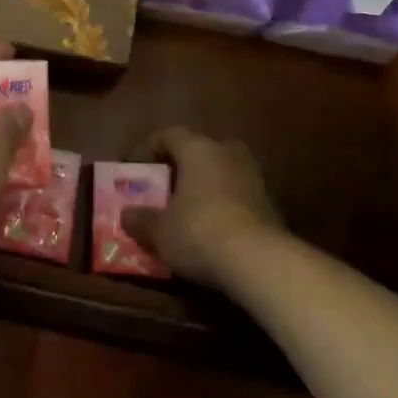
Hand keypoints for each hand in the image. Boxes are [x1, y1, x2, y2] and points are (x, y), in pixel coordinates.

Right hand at [122, 127, 282, 288]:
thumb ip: (140, 219)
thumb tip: (126, 215)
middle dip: (183, 166)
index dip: (148, 147)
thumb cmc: (200, 232)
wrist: (261, 263)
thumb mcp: (159, 231)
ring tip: (189, 210)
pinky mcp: (271, 205)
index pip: (169, 134)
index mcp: (198, 149)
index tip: (135, 167)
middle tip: (166, 186)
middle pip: (200, 150)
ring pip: (222, 173)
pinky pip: (238, 196)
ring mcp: (253, 178)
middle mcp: (227, 153)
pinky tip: (213, 230)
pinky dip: (224, 207)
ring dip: (206, 187)